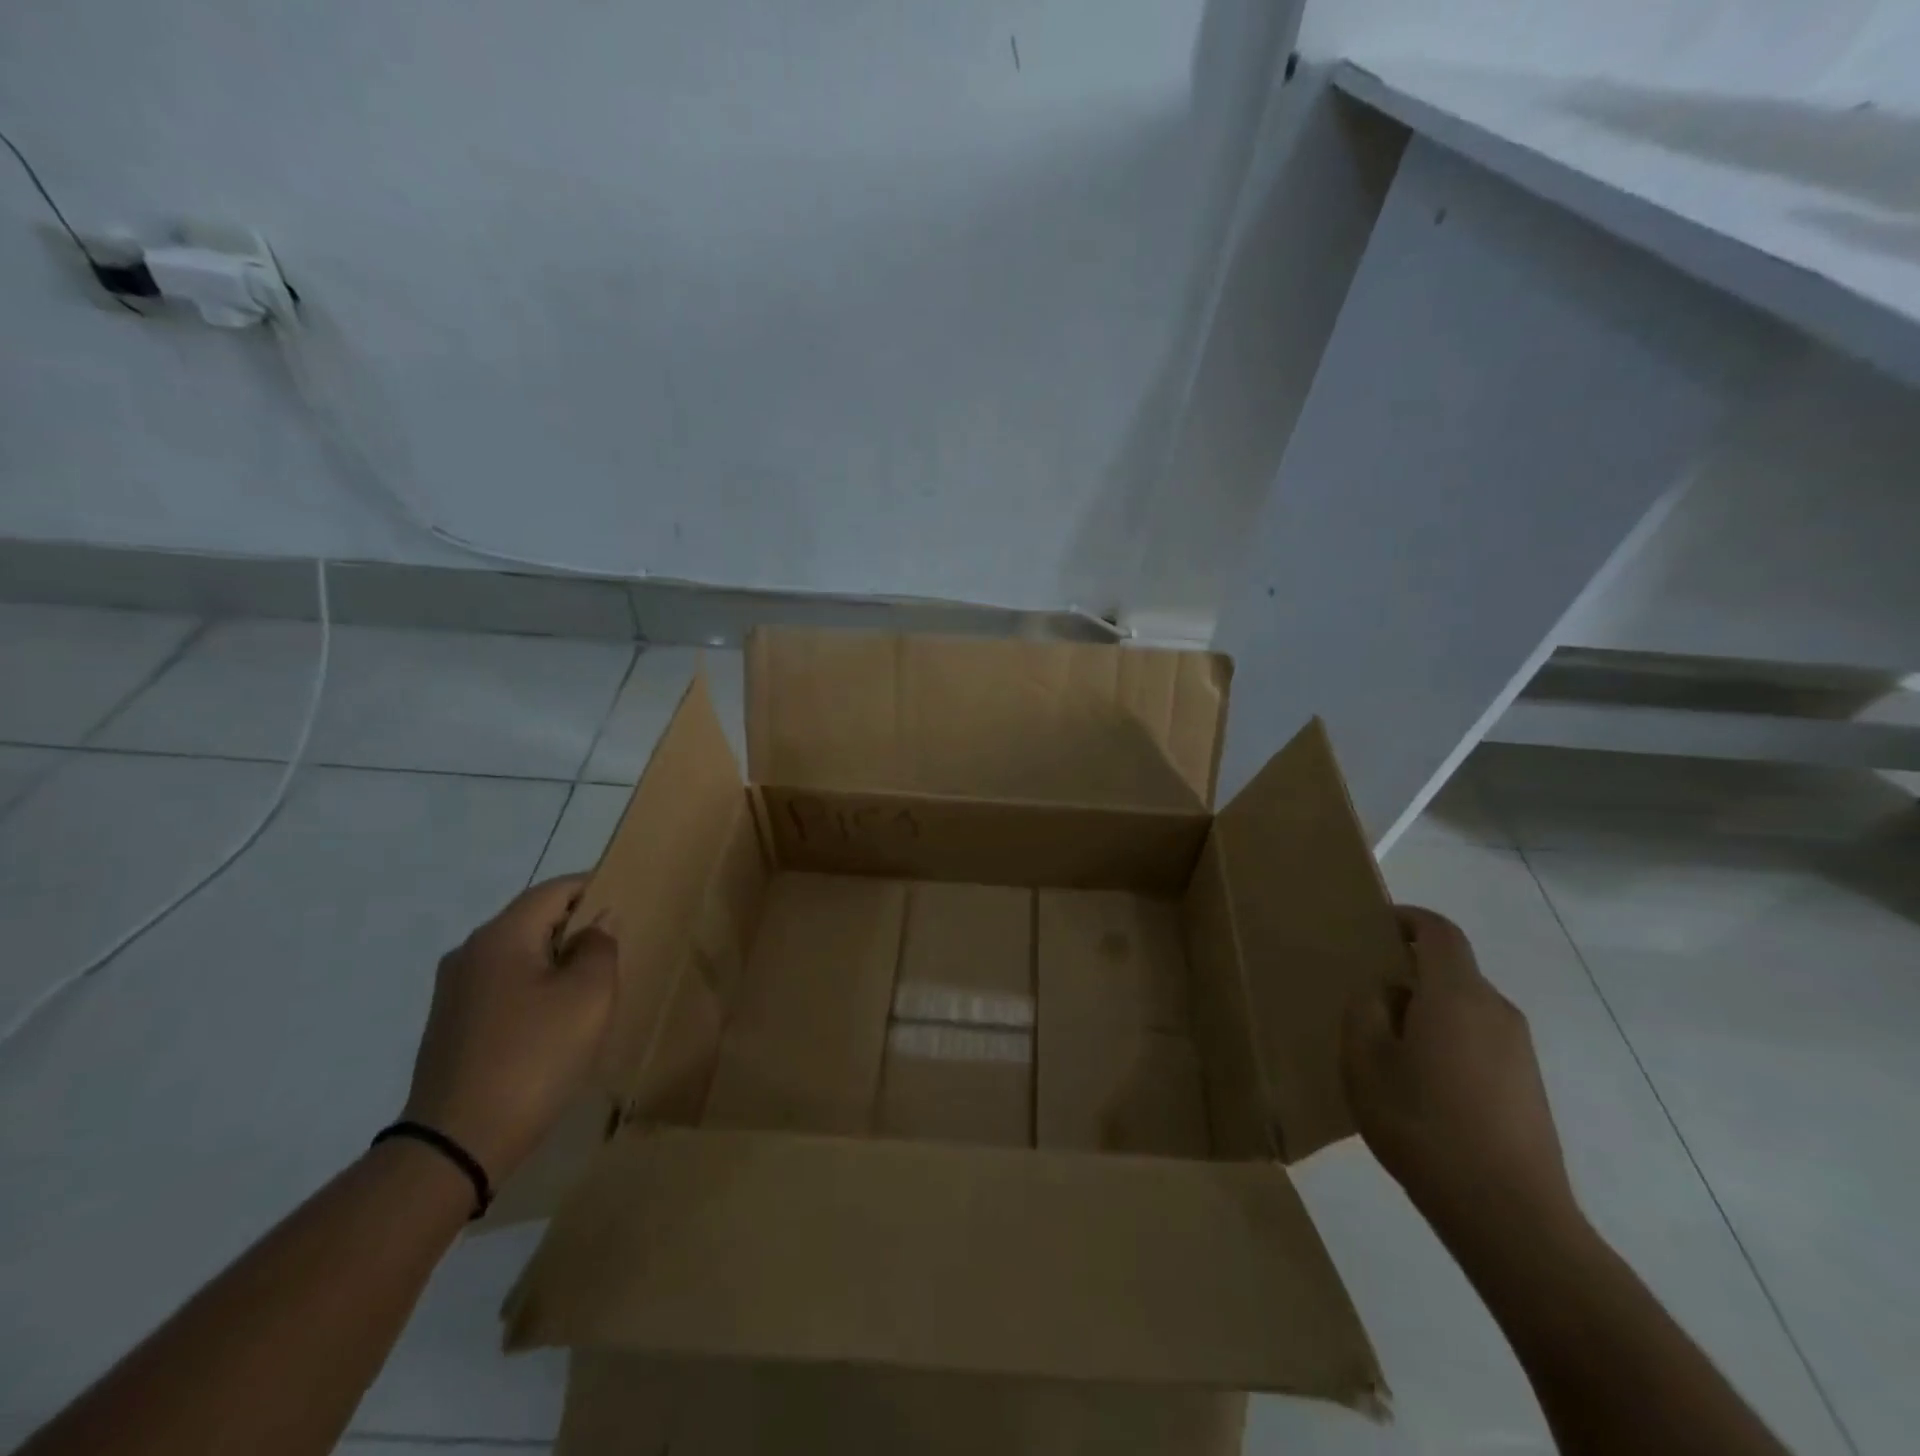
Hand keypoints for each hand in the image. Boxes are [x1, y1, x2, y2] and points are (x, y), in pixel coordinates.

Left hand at [400, 876, 617, 1185]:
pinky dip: (535, 988)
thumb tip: (598, 922)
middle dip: (577, 927)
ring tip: (592, 986)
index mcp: (502, 936)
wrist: (457, 1144)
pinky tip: (556, 1020)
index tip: (628, 899)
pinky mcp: (452, 1026)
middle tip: (617, 948)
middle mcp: (470, 953)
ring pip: (519, 955)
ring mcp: (454, 991)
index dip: (595, 887)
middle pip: (534, 920)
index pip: (556, 889)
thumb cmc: (535, 1056)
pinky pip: (503, 986)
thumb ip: (601, 947)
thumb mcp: (589, 996)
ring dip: (557, 961)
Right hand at [1341, 906, 1577, 1242]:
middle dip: (1409, 971)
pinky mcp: (1528, 1084)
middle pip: (1451, 969)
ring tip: (1389, 1046)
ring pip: (1464, 1006)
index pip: (1439, 932)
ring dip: (1427, 1010)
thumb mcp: (1365, 1060)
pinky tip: (1423, 1083)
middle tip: (1367, 996)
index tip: (1376, 926)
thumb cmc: (1423, 1124)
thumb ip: (1365, 1010)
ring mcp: (1519, 1049)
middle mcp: (1495, 1010)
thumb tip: (1383, 992)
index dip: (1408, 918)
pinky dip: (1448, 1039)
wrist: (1508, 1215)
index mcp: (1456, 994)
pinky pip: (1480, 1038)